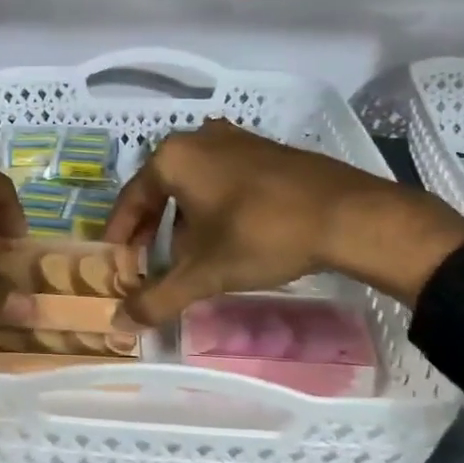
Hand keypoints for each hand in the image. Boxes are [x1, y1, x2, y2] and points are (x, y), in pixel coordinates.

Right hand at [104, 118, 463, 323]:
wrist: (348, 214)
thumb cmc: (262, 236)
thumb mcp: (204, 273)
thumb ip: (157, 298)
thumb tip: (118, 323)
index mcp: (172, 159)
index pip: (130, 200)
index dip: (119, 237)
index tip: (115, 264)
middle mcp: (198, 139)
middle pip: (159, 189)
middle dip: (151, 229)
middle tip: (147, 264)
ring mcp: (235, 139)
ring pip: (192, 183)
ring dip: (182, 219)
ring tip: (187, 255)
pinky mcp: (265, 149)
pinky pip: (221, 177)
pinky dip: (212, 206)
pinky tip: (225, 235)